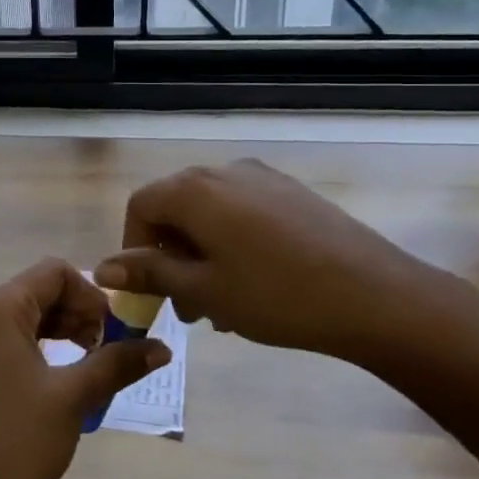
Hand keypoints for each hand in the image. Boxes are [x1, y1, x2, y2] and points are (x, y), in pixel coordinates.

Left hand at [0, 259, 168, 478]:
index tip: (115, 329)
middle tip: (109, 348)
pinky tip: (66, 376)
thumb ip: (117, 363)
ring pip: (28, 315)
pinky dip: (44, 347)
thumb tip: (162, 348)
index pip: (54, 272)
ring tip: (93, 363)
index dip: (91, 294)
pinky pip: (13, 339)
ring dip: (65, 329)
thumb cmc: (20, 441)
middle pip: (40, 290)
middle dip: (80, 312)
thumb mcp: (75, 397)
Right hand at [94, 159, 463, 369]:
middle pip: (175, 207)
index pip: (140, 206)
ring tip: (221, 305)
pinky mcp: (291, 192)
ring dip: (202, 255)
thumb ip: (150, 273)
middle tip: (186, 307)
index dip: (133, 248)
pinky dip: (231, 244)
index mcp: (195, 190)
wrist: (374, 295)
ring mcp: (262, 178)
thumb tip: (104, 266)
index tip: (148, 290)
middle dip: (170, 256)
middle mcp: (224, 171)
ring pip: (211, 214)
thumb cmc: (276, 296)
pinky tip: (253, 285)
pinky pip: (243, 213)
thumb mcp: (204, 290)